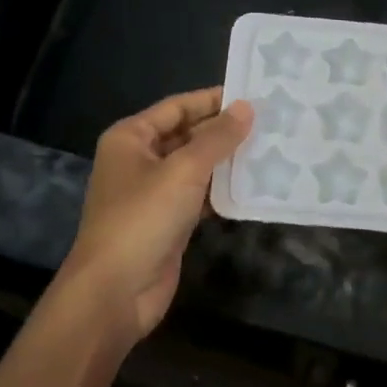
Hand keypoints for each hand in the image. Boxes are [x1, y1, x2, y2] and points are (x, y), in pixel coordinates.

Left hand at [60, 87, 252, 340]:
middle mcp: (139, 160)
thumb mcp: (183, 171)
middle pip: (187, 135)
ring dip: (227, 161)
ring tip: (271, 148)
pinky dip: (223, 190)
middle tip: (270, 122)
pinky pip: (199, 195)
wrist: (115, 291)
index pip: (177, 107)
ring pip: (196, 167)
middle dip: (224, 130)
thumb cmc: (143, 219)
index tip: (253, 95)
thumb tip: (247, 107)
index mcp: (131, 138)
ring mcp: (153, 193)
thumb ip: (217, 138)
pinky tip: (254, 185)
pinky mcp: (168, 221)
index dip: (213, 100)